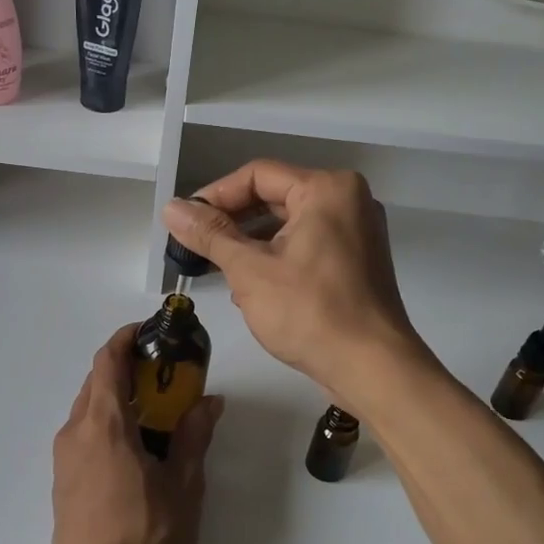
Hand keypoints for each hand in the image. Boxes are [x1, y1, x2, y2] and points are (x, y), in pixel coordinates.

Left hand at [50, 325, 222, 543]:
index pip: (107, 360)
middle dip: (127, 368)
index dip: (125, 338)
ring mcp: (64, 458)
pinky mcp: (62, 481)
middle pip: (96, 381)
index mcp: (103, 424)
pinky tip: (134, 449)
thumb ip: (193, 437)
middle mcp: (75, 432)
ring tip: (155, 411)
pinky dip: (107, 423)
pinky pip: (83, 434)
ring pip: (88, 408)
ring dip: (117, 397)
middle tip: (165, 373)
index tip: (150, 331)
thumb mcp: (183, 487)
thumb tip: (209, 401)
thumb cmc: (144, 537)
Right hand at [163, 162, 428, 405]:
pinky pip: (307, 245)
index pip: (258, 175)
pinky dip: (277, 258)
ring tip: (218, 269)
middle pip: (275, 197)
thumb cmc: (310, 312)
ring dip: (251, 243)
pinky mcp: (357, 262)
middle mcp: (348, 200)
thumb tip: (171, 208)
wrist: (372, 368)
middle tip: (196, 245)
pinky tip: (250, 287)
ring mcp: (357, 232)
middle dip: (232, 222)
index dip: (216, 195)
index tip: (185, 221)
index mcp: (327, 189)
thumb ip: (209, 234)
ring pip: (289, 224)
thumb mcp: (250, 270)